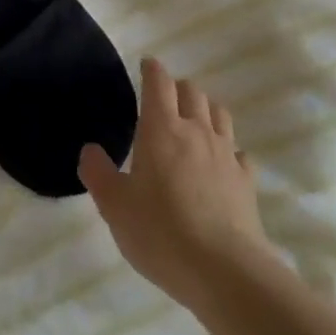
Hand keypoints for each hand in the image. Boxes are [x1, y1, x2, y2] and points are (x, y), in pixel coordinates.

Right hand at [79, 58, 271, 308]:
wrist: (223, 269)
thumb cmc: (159, 232)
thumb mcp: (114, 206)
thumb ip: (98, 173)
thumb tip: (90, 150)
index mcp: (161, 130)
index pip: (159, 84)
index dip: (152, 70)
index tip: (147, 64)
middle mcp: (196, 132)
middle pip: (192, 92)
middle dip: (178, 87)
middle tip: (165, 98)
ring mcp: (226, 154)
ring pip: (219, 114)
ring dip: (205, 109)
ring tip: (194, 121)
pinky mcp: (245, 180)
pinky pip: (239, 152)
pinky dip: (228, 149)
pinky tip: (222, 163)